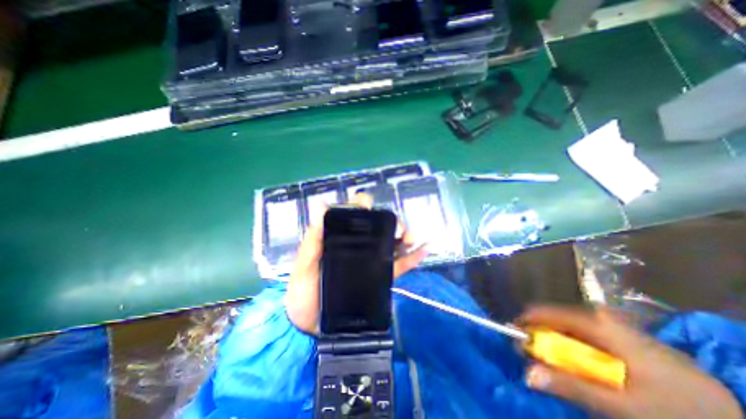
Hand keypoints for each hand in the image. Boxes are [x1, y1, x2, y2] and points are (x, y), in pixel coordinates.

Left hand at [284, 193, 428, 333]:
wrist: (310, 326)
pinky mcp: (380, 278)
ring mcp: (371, 261)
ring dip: (404, 236)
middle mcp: (359, 246)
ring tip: (410, 238)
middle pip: (379, 226)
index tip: (368, 208)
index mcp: (340, 238)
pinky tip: (424, 249)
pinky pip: (399, 265)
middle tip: (397, 229)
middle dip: (391, 221)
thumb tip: (321, 207)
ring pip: (392, 243)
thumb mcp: (304, 264)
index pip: (354, 214)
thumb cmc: (303, 291)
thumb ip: (312, 240)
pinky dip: (413, 257)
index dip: (363, 205)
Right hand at [519, 304, 742, 418]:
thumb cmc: (679, 413)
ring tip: (550, 363)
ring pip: (569, 328)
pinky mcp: (622, 338)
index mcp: (600, 324)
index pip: (547, 313)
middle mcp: (602, 318)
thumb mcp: (625, 407)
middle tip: (531, 356)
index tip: (513, 337)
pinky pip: (584, 337)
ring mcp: (613, 326)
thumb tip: (527, 374)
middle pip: (556, 320)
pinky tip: (576, 365)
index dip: (526, 323)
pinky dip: (572, 349)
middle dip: (540, 336)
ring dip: (555, 344)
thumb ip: (573, 387)